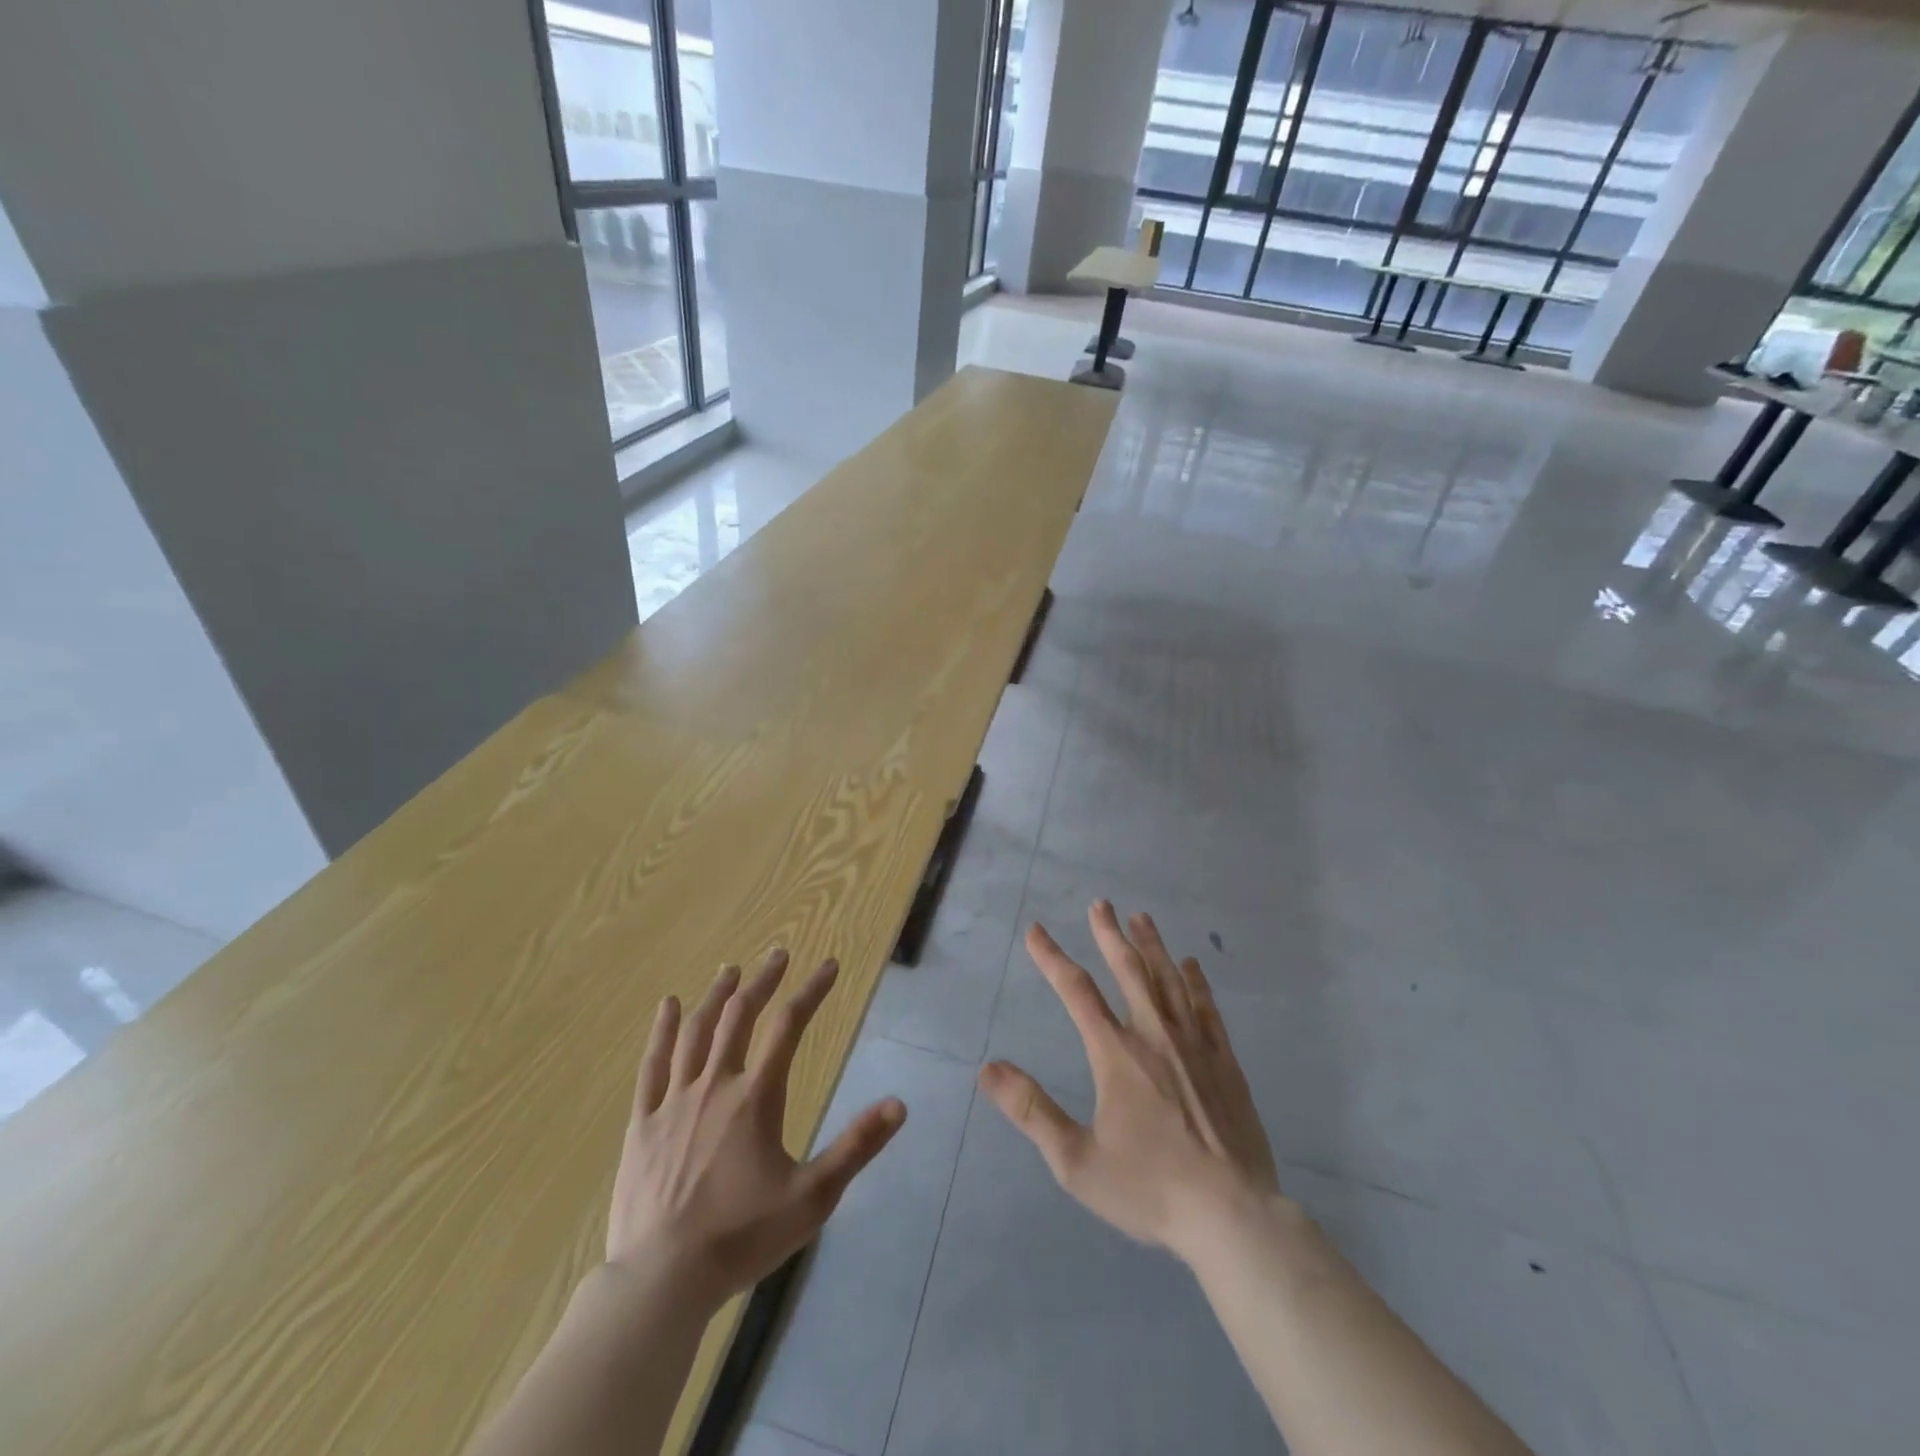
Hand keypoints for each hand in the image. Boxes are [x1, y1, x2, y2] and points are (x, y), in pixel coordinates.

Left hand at [607, 949, 905, 1303]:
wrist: (662, 1280)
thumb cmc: (742, 1237)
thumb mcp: (813, 1197)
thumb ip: (857, 1147)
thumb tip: (900, 1104)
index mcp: (756, 1096)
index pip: (790, 1025)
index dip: (812, 990)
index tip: (829, 965)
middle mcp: (715, 1084)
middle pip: (741, 1015)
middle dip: (763, 980)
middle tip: (779, 954)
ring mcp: (674, 1101)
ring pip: (697, 1031)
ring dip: (717, 995)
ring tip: (730, 969)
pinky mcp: (643, 1122)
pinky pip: (652, 1064)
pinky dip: (662, 1030)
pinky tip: (669, 1005)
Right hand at [980, 902, 1279, 1261]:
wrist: (1232, 1216)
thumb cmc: (1150, 1188)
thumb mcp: (1076, 1161)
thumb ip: (1032, 1111)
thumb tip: (988, 1069)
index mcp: (1116, 1053)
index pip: (1076, 991)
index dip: (1052, 958)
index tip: (1036, 931)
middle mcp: (1154, 1035)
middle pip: (1128, 970)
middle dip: (1109, 934)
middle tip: (1101, 904)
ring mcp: (1194, 1045)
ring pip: (1169, 980)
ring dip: (1152, 946)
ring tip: (1141, 918)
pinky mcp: (1225, 1062)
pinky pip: (1207, 1008)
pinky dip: (1196, 981)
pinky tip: (1192, 965)